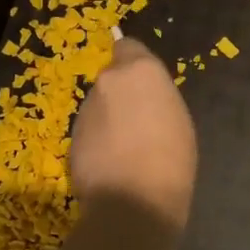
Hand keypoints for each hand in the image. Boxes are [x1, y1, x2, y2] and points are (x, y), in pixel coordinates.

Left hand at [68, 36, 196, 229]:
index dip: (133, 63)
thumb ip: (156, 99)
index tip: (143, 84)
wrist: (133, 201)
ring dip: (107, 119)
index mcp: (140, 71)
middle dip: (120, 95)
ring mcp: (85, 110)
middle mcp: (107, 82)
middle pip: (112, 80)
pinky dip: (97, 142)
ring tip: (125, 150)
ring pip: (98, 106)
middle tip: (138, 123)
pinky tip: (112, 165)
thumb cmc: (171, 158)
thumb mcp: (178, 120)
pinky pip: (88, 132)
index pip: (128, 47)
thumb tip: (142, 102)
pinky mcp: (71, 138)